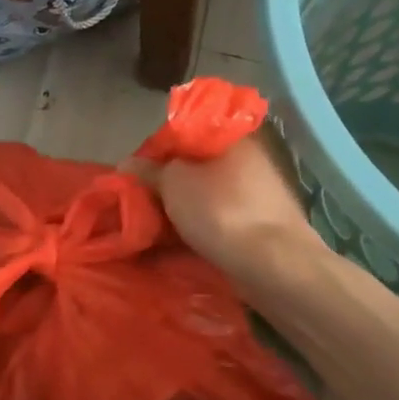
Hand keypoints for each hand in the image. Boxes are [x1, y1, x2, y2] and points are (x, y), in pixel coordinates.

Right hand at [131, 132, 318, 283]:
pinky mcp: (257, 227)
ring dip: (179, 211)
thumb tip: (126, 163)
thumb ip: (148, 170)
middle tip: (138, 204)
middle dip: (166, 186)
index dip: (155, 153)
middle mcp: (248, 161)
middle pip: (195, 168)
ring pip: (205, 198)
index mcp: (233, 137)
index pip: (185, 135)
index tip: (133, 175)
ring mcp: (256, 196)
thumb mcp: (173, 182)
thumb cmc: (221, 210)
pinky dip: (196, 230)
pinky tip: (174, 246)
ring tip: (151, 229)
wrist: (273, 264)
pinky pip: (217, 222)